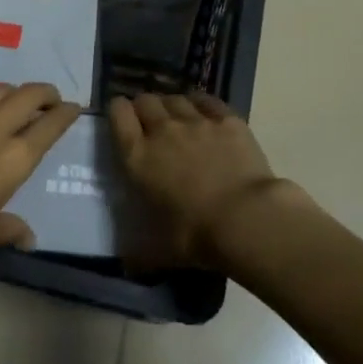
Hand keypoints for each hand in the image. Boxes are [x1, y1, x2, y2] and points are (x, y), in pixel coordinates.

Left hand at [0, 83, 79, 278]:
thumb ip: (10, 228)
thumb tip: (28, 238)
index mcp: (13, 160)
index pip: (49, 126)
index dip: (65, 114)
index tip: (74, 108)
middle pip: (26, 96)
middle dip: (44, 93)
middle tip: (50, 98)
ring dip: (11, 92)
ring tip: (14, 100)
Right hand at [109, 93, 302, 270]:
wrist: (246, 219)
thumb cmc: (194, 235)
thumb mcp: (158, 250)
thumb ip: (138, 252)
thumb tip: (128, 266)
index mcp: (138, 157)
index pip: (118, 115)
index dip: (117, 110)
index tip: (120, 116)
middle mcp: (163, 131)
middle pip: (145, 100)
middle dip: (143, 106)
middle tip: (148, 121)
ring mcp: (197, 121)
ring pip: (175, 98)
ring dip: (170, 104)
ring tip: (176, 116)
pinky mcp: (227, 120)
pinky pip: (207, 100)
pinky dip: (200, 103)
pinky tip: (202, 111)